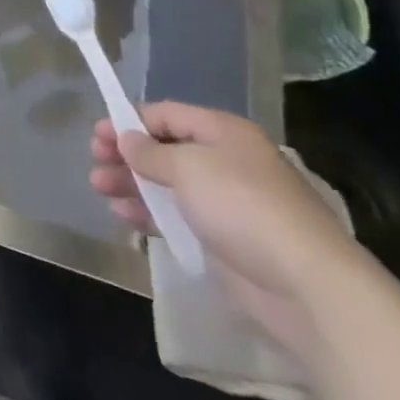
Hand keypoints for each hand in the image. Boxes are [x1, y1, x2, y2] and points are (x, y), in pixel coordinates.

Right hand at [89, 103, 367, 357]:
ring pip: (167, 183)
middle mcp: (225, 161)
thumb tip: (127, 139)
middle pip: (165, 149)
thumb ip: (150, 152)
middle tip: (95, 162)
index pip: (167, 114)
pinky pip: (177, 216)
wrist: (303, 284)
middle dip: (127, 154)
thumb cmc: (242, 207)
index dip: (130, 121)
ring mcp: (225, 201)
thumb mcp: (188, 167)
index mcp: (223, 132)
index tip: (97, 134)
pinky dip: (149, 212)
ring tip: (100, 188)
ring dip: (132, 183)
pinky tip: (124, 216)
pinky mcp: (222, 238)